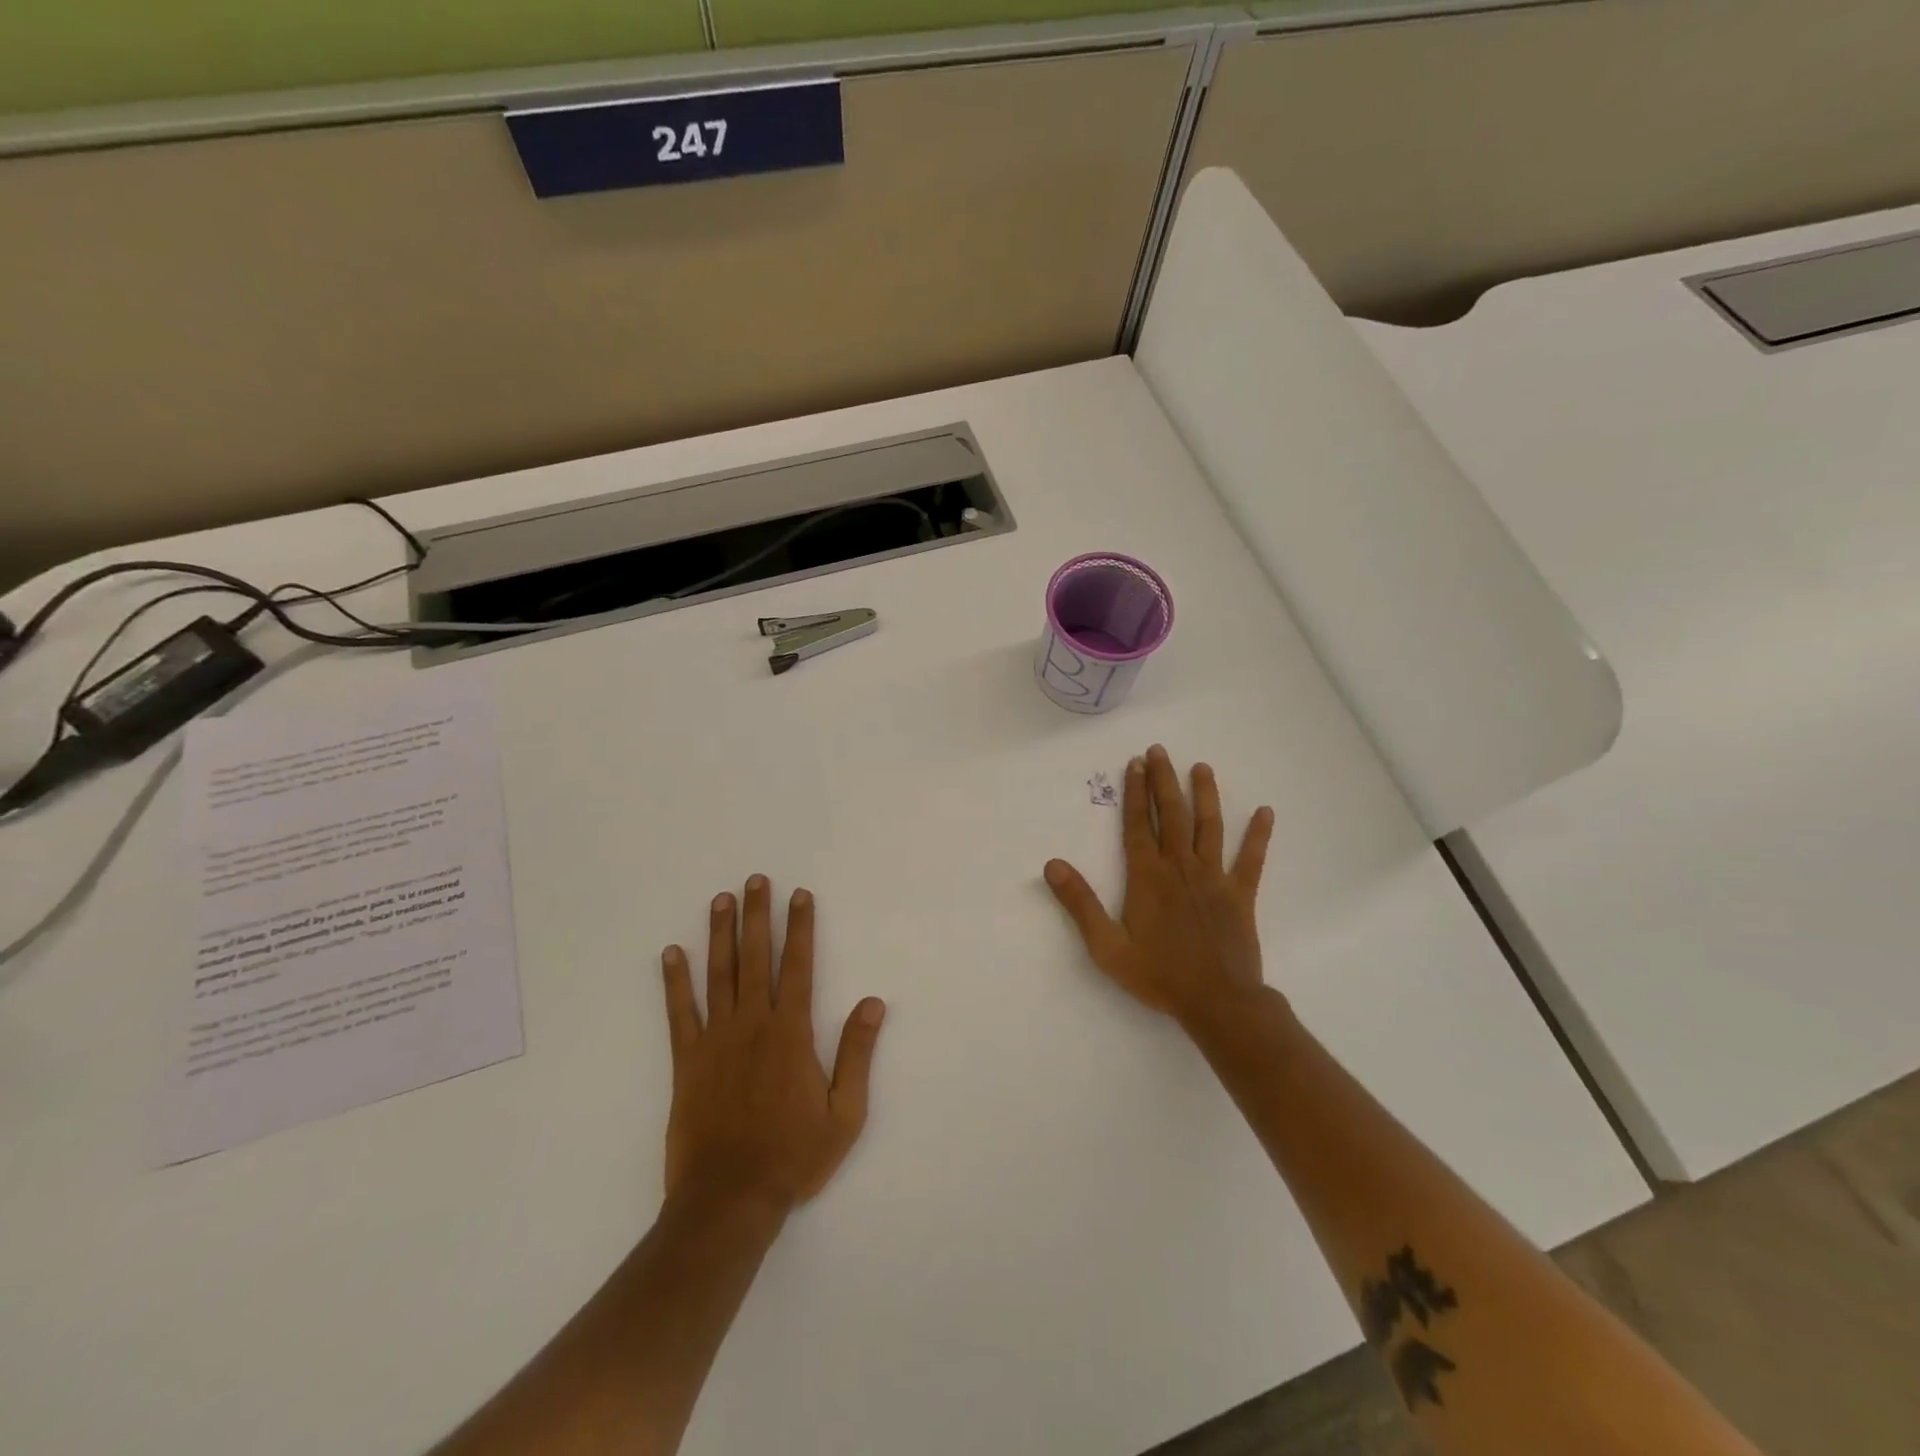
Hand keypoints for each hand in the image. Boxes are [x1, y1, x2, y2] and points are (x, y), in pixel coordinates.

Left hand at [661, 876, 885, 1214]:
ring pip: (719, 975)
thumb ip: (857, 1053)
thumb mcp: (844, 1113)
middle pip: (756, 958)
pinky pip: (679, 1013)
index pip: (799, 966)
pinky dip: (675, 981)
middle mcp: (752, 1024)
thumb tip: (872, 1002)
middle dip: (758, 916)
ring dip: (720, 935)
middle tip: (755, 881)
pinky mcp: (686, 1061)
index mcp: (791, 1033)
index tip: (800, 895)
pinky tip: (671, 953)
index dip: (801, 927)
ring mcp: (715, 1040)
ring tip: (720, 900)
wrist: (729, 1199)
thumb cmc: (793, 1156)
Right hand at [1044, 745, 1274, 1029]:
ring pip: (1209, 827)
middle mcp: (1181, 867)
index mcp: (1148, 877)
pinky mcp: (1241, 894)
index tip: (1134, 764)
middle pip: (1171, 815)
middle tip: (1160, 751)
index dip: (1134, 793)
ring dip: (1205, 795)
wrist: (1217, 1002)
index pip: (1137, 825)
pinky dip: (1258, 835)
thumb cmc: (1158, 975)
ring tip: (1202, 767)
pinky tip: (1265, 812)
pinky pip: (1251, 859)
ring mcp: (1214, 878)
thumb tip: (1053, 864)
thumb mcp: (1107, 947)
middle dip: (1164, 780)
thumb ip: (1080, 903)